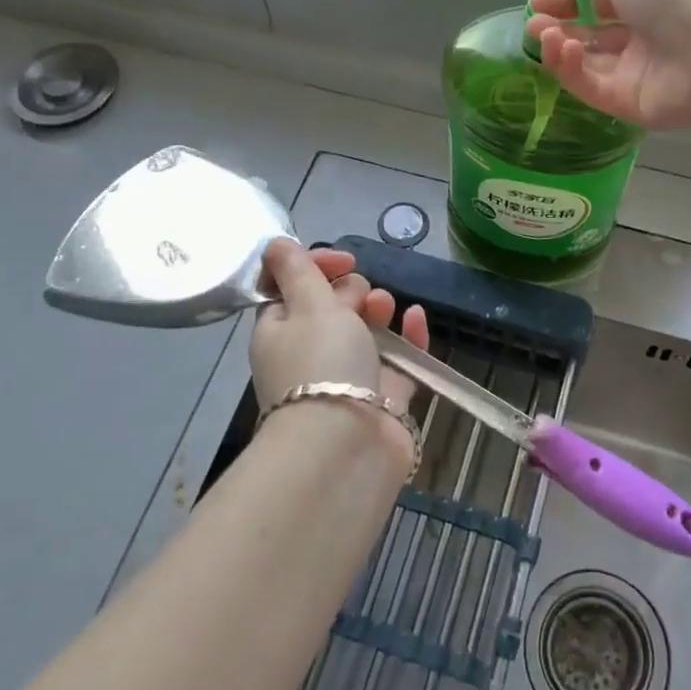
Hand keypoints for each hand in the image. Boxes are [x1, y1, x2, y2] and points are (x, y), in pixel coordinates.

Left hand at [250, 239, 427, 421]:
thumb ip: (298, 271)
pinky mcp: (383, 395)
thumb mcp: (308, 306)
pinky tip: (417, 317)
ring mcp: (348, 375)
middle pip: (333, 306)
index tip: (343, 260)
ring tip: (385, 307)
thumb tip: (273, 243)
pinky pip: (398, 357)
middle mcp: (310, 352)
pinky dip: (408, 335)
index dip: (318, 266)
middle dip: (351, 291)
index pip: (294, 286)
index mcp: (280, 330)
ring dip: (378, 309)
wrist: (347, 446)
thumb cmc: (320, 363)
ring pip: (366, 329)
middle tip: (358, 300)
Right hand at [524, 0, 690, 129]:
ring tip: (541, 33)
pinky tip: (560, 49)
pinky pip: (590, 87)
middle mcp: (642, 34)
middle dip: (558, 24)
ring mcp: (634, 72)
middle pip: (590, 32)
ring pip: (586, 62)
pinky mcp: (627, 104)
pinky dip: (569, 69)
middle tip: (534, 20)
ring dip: (558, 45)